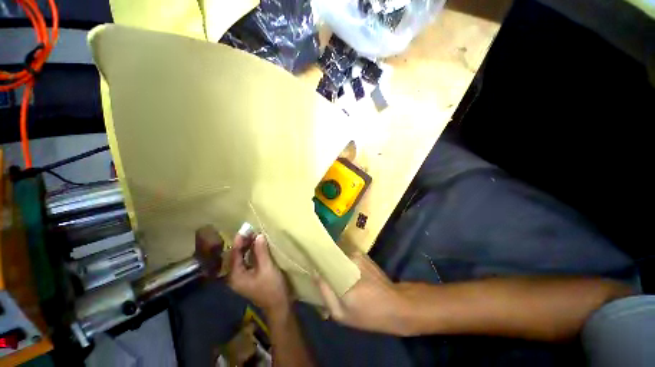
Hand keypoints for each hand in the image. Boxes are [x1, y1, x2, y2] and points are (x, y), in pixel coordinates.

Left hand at [227, 233, 291, 314]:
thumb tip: (258, 236)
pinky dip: (251, 252)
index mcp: (235, 275)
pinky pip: (248, 261)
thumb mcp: (267, 268)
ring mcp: (242, 277)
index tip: (245, 229)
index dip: (240, 241)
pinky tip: (257, 246)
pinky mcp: (249, 277)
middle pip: (236, 255)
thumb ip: (261, 251)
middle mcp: (235, 276)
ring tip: (254, 235)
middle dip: (243, 242)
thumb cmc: (272, 287)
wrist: (279, 305)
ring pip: (242, 257)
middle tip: (251, 230)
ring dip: (247, 246)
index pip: (234, 254)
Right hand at [315, 252, 409, 335]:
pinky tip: (349, 276)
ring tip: (337, 278)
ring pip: (340, 257)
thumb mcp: (342, 314)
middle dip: (325, 264)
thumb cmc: (368, 313)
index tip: (310, 267)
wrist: (396, 306)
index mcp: (343, 272)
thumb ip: (326, 293)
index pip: (323, 260)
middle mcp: (349, 258)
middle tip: (324, 276)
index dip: (315, 262)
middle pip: (331, 257)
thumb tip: (315, 274)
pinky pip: (349, 258)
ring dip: (337, 265)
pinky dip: (346, 264)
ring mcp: (358, 255)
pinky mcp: (364, 255)